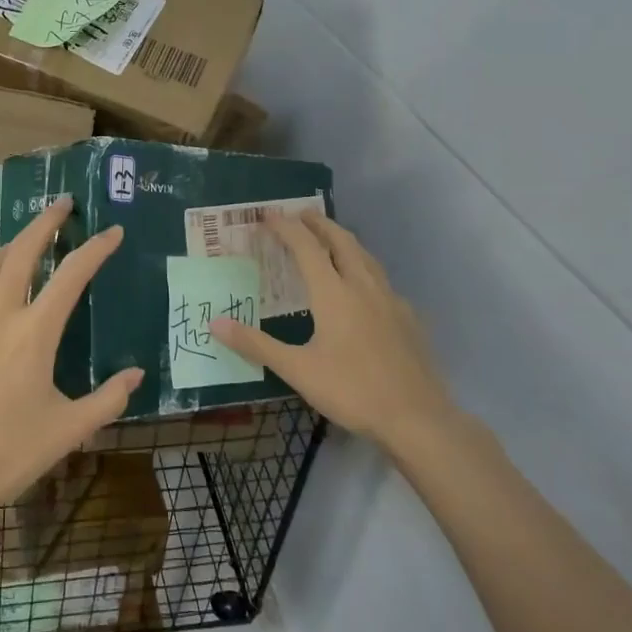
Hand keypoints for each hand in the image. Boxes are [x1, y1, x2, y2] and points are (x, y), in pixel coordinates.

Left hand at [0, 196, 142, 525]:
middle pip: (22, 251)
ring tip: (27, 240)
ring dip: (12, 245)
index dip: (95, 249)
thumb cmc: (8, 454)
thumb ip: (108, 398)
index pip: (71, 275)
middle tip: (62, 204)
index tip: (112, 232)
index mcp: (34, 333)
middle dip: (45, 222)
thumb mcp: (69, 431)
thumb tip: (137, 374)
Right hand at [210, 212, 467, 464]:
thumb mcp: (297, 370)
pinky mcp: (408, 318)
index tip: (268, 215)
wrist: (416, 417)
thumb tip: (215, 323)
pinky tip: (362, 287)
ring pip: (366, 257)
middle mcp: (363, 287)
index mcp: (334, 294)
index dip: (286, 228)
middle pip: (341, 241)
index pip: (306, 247)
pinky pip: (382, 281)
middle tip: (301, 214)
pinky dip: (364, 269)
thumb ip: (256, 344)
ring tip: (330, 239)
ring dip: (344, 241)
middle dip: (319, 223)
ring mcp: (390, 301)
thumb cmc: (351, 391)